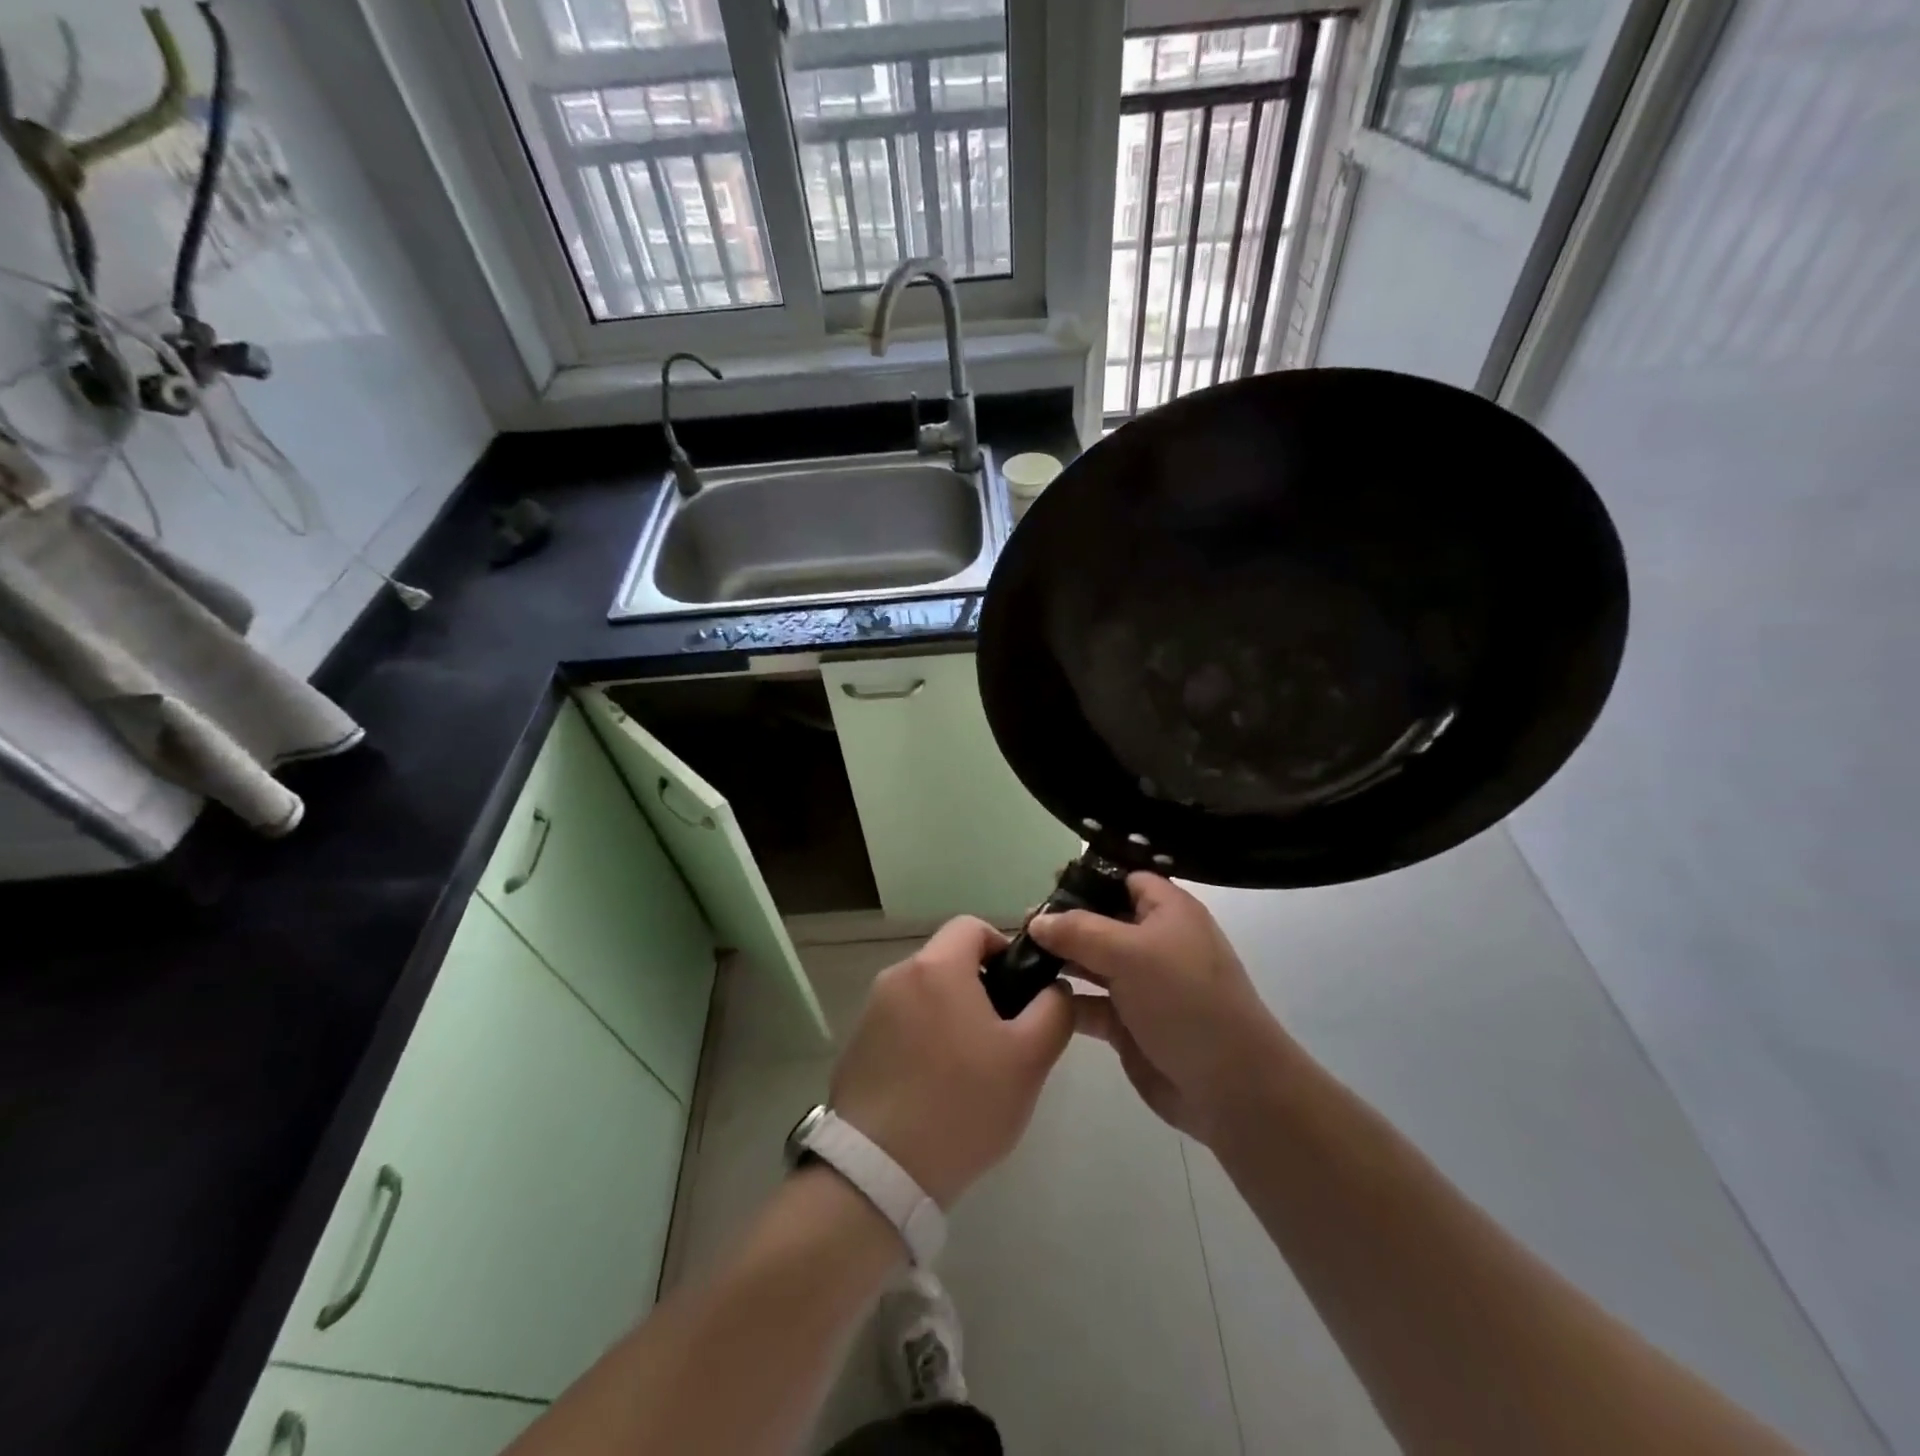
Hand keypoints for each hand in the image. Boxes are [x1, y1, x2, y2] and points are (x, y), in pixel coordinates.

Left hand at [830, 917, 1074, 1207]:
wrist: (880, 1172)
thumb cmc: (963, 1105)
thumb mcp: (1029, 1059)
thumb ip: (1054, 1010)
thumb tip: (1053, 988)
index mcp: (936, 967)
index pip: (972, 926)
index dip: (1002, 947)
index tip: (1018, 990)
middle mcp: (896, 977)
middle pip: (947, 961)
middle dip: (979, 988)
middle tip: (1002, 1038)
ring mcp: (870, 1012)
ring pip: (924, 995)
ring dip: (949, 1016)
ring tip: (969, 1070)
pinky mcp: (855, 1046)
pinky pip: (899, 1025)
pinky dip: (921, 1041)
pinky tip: (933, 1089)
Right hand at [1028, 875, 1290, 1144]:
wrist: (1230, 1087)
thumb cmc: (1186, 1001)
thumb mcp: (1132, 953)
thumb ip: (1079, 932)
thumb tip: (1037, 919)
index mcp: (1168, 912)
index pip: (1125, 879)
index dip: (1089, 878)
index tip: (1047, 882)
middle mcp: (1155, 942)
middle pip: (1102, 919)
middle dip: (1065, 921)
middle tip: (1020, 923)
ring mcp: (1142, 985)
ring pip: (1092, 961)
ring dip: (1060, 960)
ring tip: (1018, 956)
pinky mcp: (1129, 1023)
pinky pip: (1090, 1002)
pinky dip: (1066, 999)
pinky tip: (1035, 997)